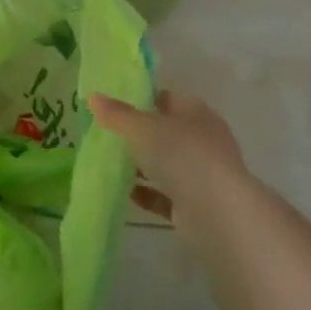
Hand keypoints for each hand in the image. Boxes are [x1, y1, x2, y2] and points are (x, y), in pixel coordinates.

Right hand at [89, 90, 245, 212]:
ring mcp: (204, 174)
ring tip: (113, 166)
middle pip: (167, 133)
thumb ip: (117, 114)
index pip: (167, 99)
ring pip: (168, 165)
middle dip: (141, 136)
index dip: (143, 100)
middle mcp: (204, 141)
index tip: (115, 107)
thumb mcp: (141, 128)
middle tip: (110, 137)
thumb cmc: (180, 154)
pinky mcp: (199, 205)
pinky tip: (128, 193)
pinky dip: (149, 194)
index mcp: (196, 113)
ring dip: (144, 167)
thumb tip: (93, 97)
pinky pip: (168, 195)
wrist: (217, 212)